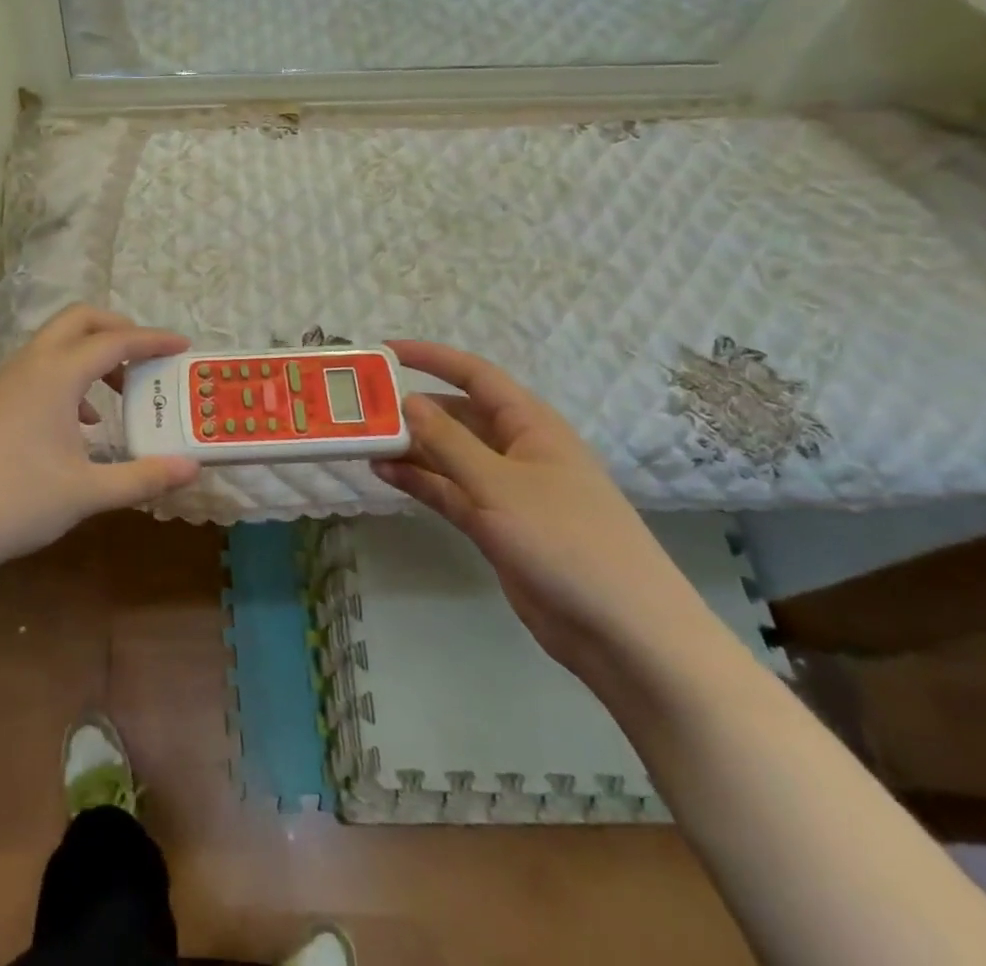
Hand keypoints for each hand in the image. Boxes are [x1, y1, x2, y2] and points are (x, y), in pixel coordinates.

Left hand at [0, 306, 198, 575]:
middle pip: (79, 319)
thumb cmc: (18, 502)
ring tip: (121, 392)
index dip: (152, 340)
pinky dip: (70, 376)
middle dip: (118, 328)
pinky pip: (40, 366)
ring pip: (57, 342)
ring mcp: (7, 379)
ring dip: (92, 353)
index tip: (183, 345)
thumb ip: (143, 477)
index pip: (114, 341)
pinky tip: (83, 422)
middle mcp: (31, 363)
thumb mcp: (88, 492)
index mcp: (56, 374)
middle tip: (148, 356)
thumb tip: (191, 469)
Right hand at [372, 342, 716, 681]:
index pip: (474, 376)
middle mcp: (516, 450)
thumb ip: (448, 442)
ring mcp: (506, 491)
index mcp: (530, 425)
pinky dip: (419, 481)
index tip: (384, 352)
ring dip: (410, 447)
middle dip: (412, 409)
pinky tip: (383, 474)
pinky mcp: (496, 526)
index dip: (431, 358)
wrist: (624, 634)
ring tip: (362, 441)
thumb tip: (408, 401)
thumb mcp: (499, 485)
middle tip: (361, 407)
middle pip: (456, 416)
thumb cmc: (566, 542)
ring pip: (448, 456)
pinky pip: (449, 491)